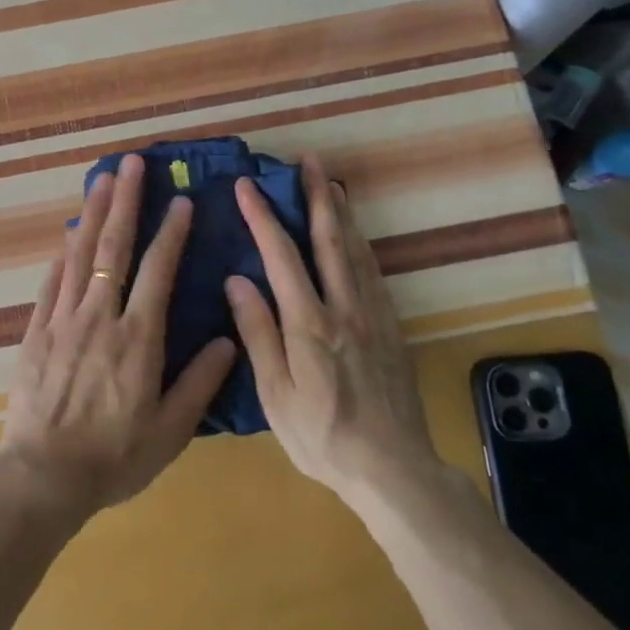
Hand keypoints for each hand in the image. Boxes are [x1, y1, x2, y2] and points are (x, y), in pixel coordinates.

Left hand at [0, 154, 237, 523]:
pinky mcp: (36, 332)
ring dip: (90, 215)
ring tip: (100, 180)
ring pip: (78, 256)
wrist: (44, 476)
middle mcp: (99, 317)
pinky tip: (65, 238)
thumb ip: (200, 383)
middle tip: (130, 163)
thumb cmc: (114, 456)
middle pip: (113, 248)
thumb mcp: (170, 430)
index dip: (171, 233)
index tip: (180, 201)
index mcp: (138, 338)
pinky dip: (60, 257)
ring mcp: (62, 320)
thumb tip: (228, 340)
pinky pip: (50, 284)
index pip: (158, 271)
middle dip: (124, 202)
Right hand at [225, 153, 445, 504]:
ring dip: (342, 213)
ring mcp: (373, 315)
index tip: (248, 185)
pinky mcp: (391, 327)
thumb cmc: (321, 436)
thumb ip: (257, 332)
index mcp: (309, 323)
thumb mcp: (275, 393)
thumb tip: (237, 279)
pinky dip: (361, 244)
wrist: (393, 468)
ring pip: (356, 250)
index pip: (281, 255)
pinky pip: (374, 272)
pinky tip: (356, 238)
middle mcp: (344, 307)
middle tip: (308, 161)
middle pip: (329, 239)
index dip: (263, 217)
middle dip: (316, 196)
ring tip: (332, 184)